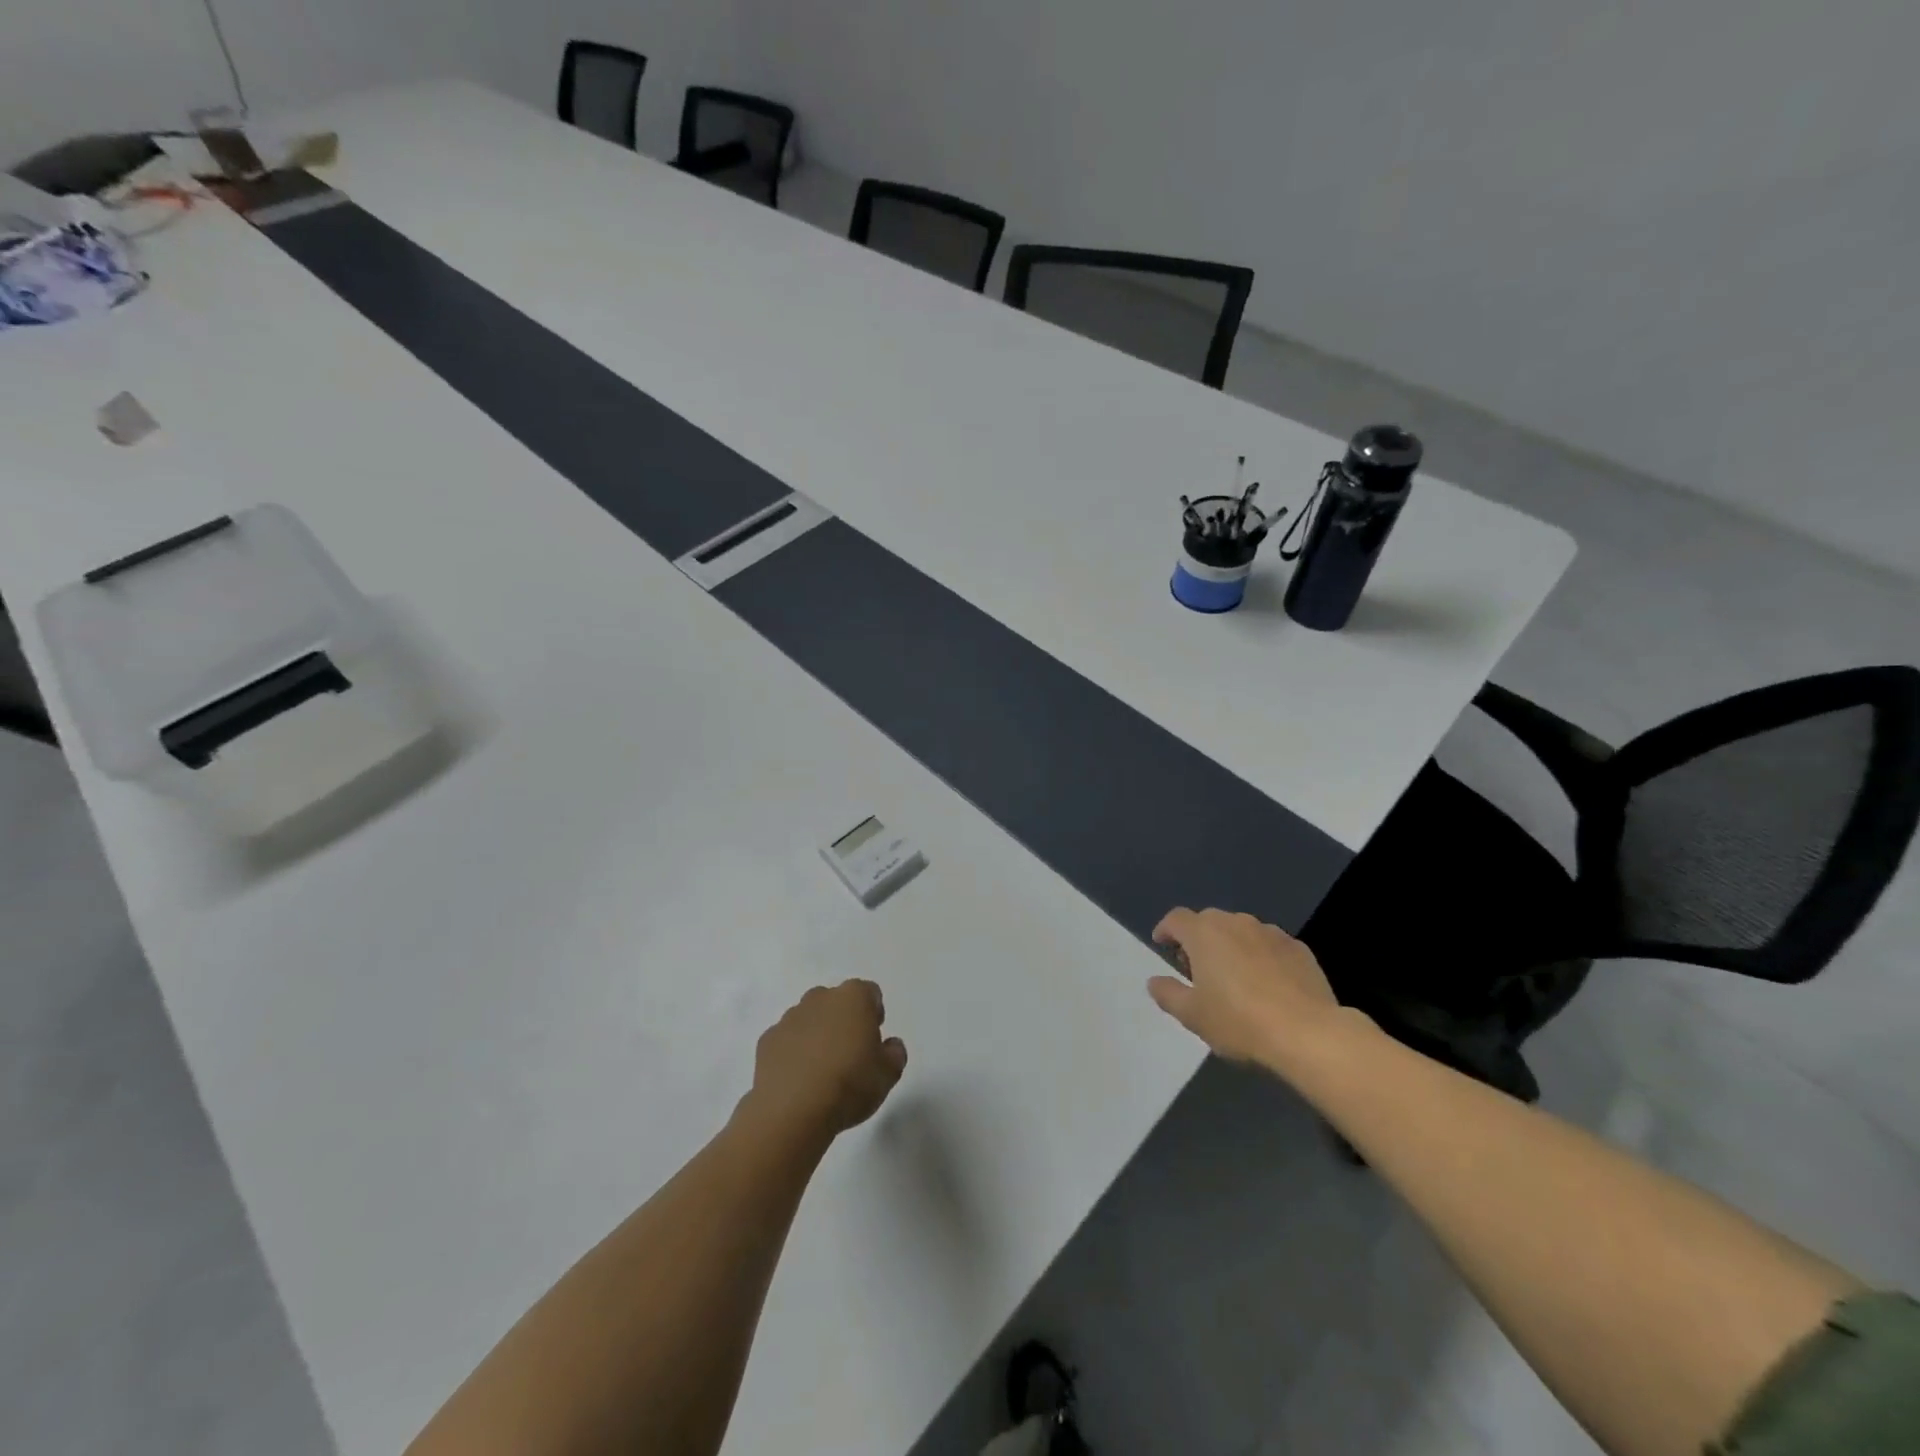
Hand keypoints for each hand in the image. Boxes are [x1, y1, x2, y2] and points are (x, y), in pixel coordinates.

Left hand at [745, 981, 907, 1142]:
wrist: (792, 1110)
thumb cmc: (849, 1084)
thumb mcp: (889, 1074)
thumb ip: (895, 1054)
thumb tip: (890, 1045)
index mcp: (853, 998)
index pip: (869, 992)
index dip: (874, 1012)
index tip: (874, 1038)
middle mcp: (819, 998)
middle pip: (836, 1001)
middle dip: (843, 1020)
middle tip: (850, 1053)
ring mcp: (790, 1017)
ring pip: (809, 1018)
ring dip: (817, 1034)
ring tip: (822, 1070)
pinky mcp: (767, 1040)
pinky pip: (787, 1040)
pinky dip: (793, 1052)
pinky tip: (799, 1079)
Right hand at [1147, 908, 1345, 1071]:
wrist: (1308, 1033)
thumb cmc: (1239, 1021)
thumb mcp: (1192, 1015)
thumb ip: (1168, 993)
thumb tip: (1154, 981)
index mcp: (1204, 933)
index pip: (1176, 919)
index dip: (1166, 930)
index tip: (1162, 945)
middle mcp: (1236, 922)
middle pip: (1209, 921)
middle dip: (1198, 939)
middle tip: (1197, 968)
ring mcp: (1271, 933)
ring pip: (1241, 931)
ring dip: (1231, 946)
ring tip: (1233, 977)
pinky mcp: (1299, 948)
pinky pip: (1269, 945)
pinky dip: (1260, 956)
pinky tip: (1267, 984)